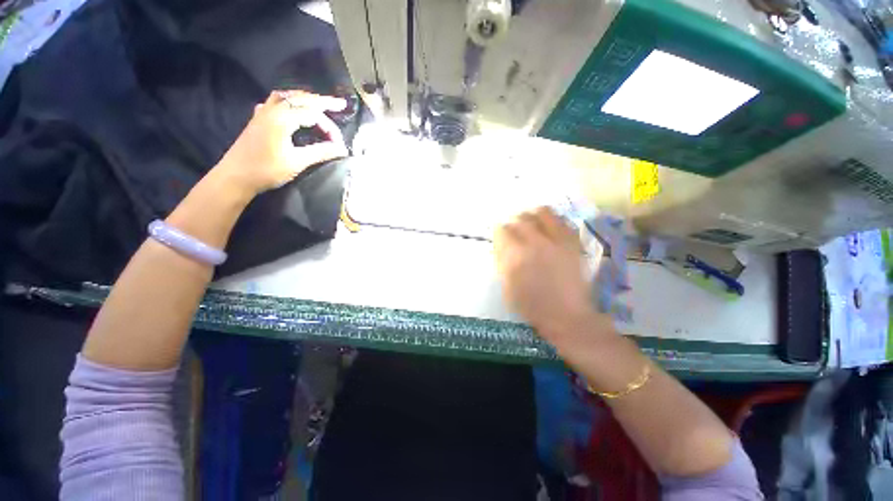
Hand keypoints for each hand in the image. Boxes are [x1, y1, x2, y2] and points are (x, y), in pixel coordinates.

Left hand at [215, 90, 348, 197]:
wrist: (235, 177)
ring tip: (319, 103)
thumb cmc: (267, 170)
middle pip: (301, 98)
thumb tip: (342, 149)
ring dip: (305, 99)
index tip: (340, 145)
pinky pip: (276, 102)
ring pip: (287, 97)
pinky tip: (292, 109)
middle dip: (322, 101)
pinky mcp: (258, 119)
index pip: (313, 114)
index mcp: (282, 118)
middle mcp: (272, 109)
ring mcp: (263, 112)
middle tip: (340, 104)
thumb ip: (321, 152)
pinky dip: (289, 102)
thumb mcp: (297, 162)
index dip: (330, 128)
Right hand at [494, 207, 598, 336]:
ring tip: (532, 222)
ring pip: (543, 213)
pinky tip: (550, 226)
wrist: (567, 316)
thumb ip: (502, 262)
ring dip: (533, 215)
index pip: (502, 231)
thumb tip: (501, 246)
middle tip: (514, 230)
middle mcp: (535, 242)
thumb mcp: (507, 286)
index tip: (500, 237)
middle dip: (514, 223)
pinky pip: (563, 221)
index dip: (499, 232)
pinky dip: (554, 220)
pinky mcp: (572, 243)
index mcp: (515, 255)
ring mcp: (556, 241)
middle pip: (521, 219)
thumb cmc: (532, 306)